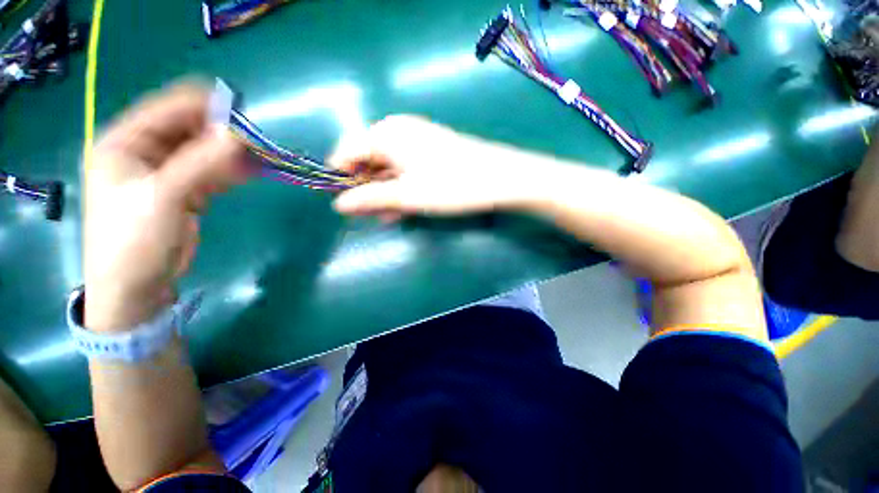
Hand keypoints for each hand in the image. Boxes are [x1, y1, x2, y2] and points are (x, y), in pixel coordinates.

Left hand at [85, 82, 247, 331]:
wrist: (137, 286)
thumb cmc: (135, 239)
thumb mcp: (165, 196)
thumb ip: (202, 162)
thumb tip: (239, 134)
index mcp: (125, 141)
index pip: (168, 108)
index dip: (205, 107)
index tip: (243, 116)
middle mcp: (145, 150)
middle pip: (190, 128)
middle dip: (223, 132)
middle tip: (257, 142)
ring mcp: (167, 171)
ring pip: (205, 150)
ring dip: (232, 152)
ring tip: (262, 156)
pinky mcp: (187, 190)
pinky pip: (213, 171)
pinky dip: (233, 169)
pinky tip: (255, 170)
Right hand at [330, 115, 530, 219]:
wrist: (499, 178)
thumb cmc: (450, 185)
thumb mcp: (406, 195)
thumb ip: (370, 199)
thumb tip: (339, 205)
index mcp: (385, 134)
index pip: (346, 151)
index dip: (341, 178)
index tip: (343, 203)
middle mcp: (398, 131)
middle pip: (367, 160)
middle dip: (365, 189)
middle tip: (368, 215)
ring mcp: (416, 141)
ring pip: (388, 168)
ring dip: (384, 193)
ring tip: (385, 216)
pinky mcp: (430, 152)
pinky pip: (405, 170)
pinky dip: (400, 189)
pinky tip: (401, 208)